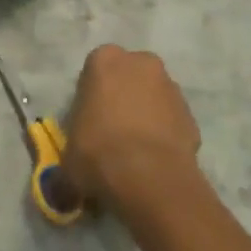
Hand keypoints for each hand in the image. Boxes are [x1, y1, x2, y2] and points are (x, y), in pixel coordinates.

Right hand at [62, 45, 202, 214]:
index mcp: (104, 59)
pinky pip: (172, 122)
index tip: (89, 127)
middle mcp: (140, 62)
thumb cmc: (99, 153)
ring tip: (137, 156)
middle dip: (122, 102)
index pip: (94, 72)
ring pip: (153, 98)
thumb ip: (65, 166)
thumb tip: (59, 191)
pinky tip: (156, 165)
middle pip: (127, 79)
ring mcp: (169, 86)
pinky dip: (166, 137)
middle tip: (112, 138)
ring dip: (146, 118)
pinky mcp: (191, 114)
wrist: (151, 178)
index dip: (91, 100)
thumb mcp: (68, 161)